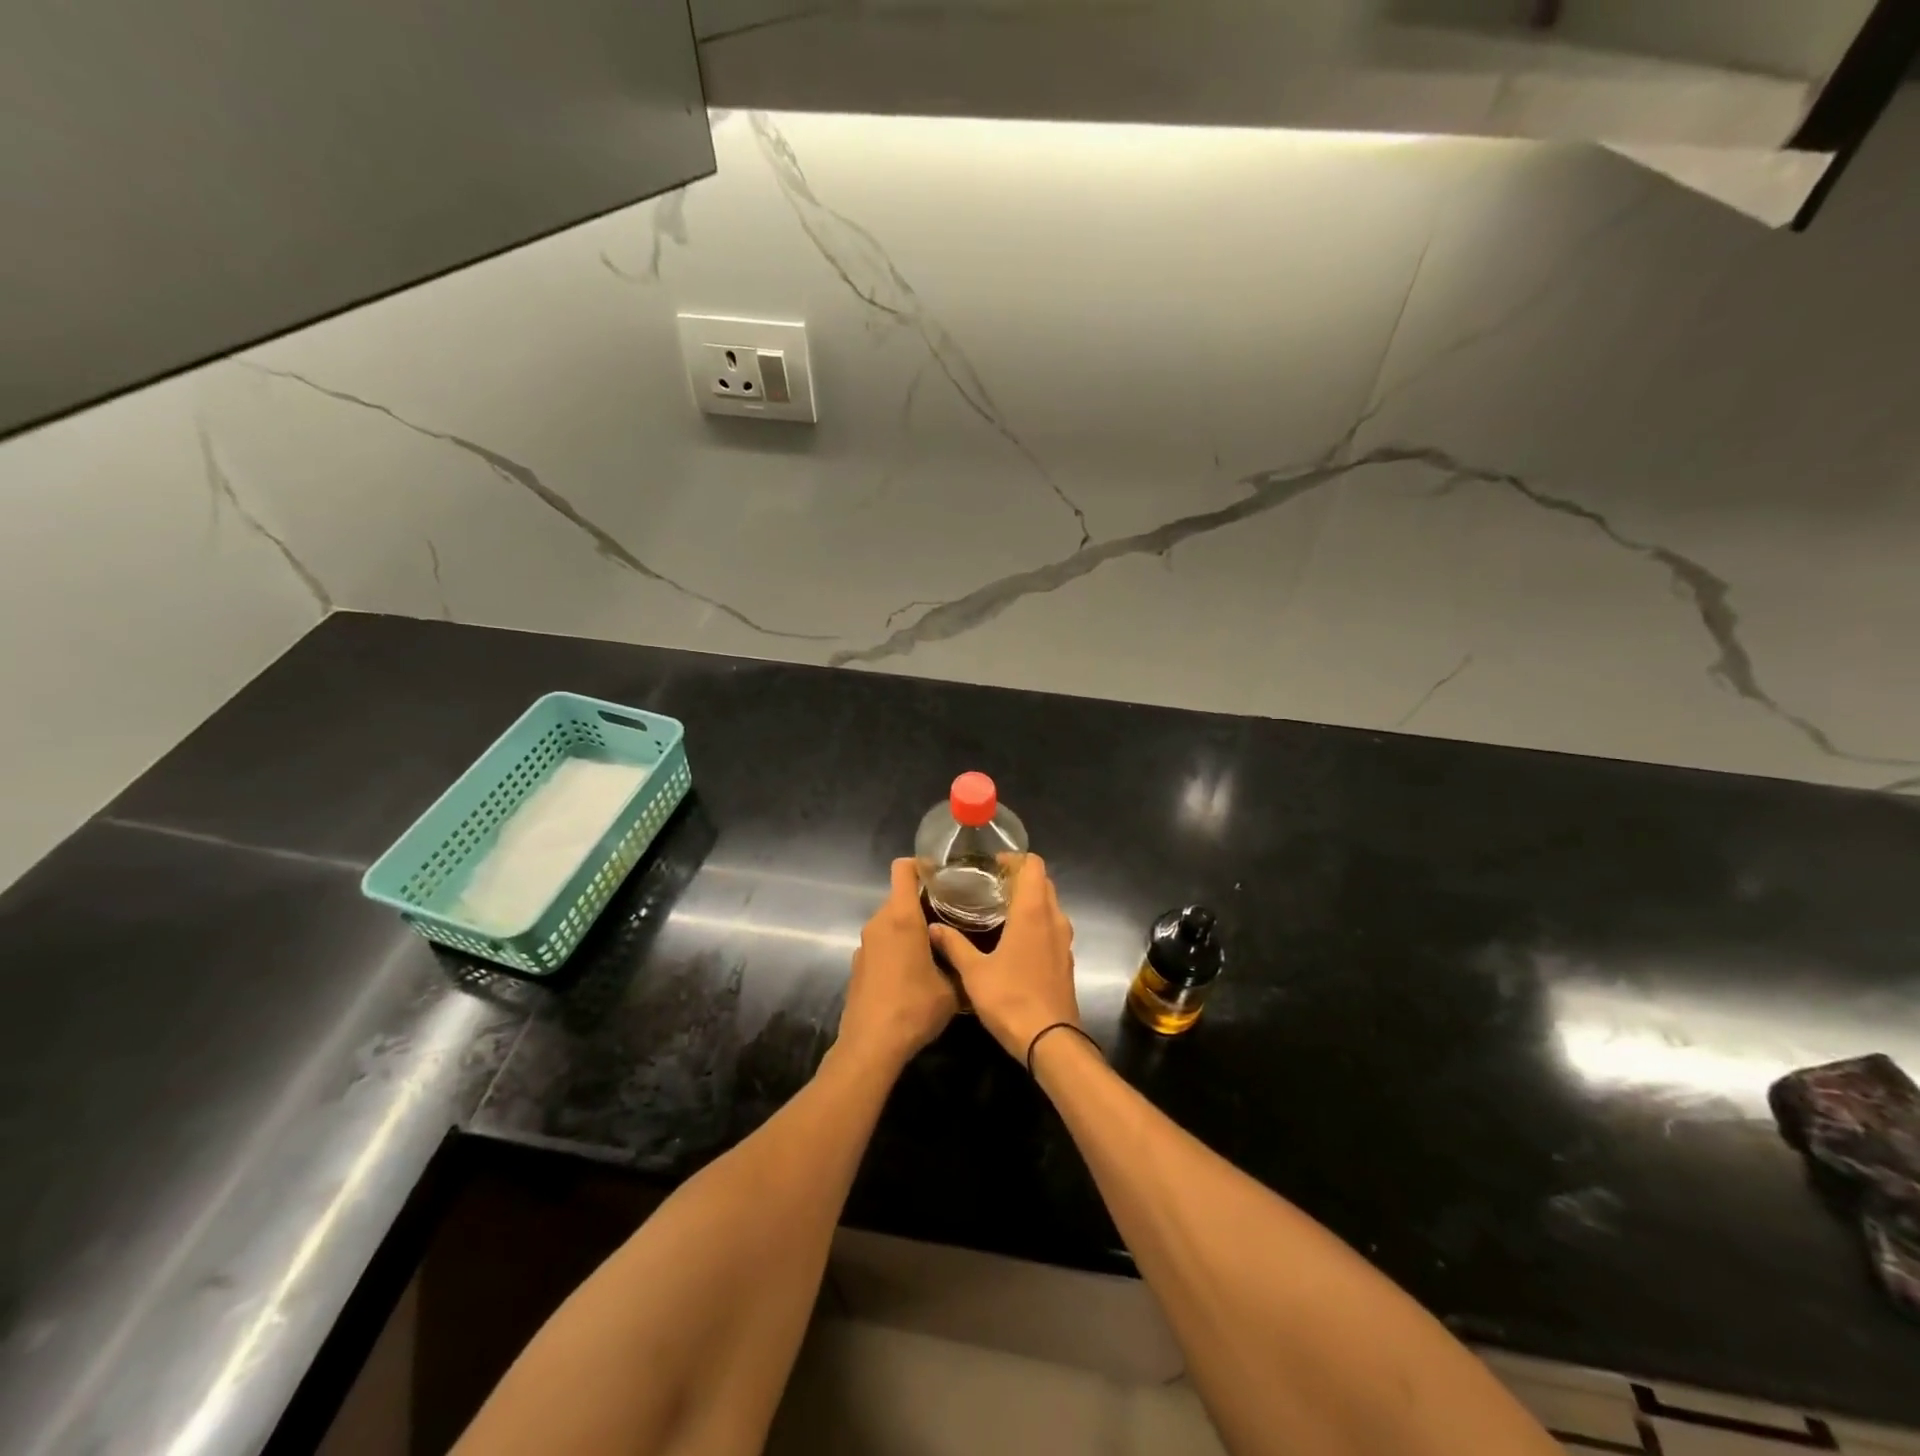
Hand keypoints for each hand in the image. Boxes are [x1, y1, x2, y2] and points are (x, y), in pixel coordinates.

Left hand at [836, 859, 958, 1068]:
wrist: (871, 1045)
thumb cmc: (914, 1008)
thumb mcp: (952, 989)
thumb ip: (960, 964)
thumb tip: (970, 960)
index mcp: (902, 918)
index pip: (903, 869)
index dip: (921, 865)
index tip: (943, 875)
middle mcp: (879, 923)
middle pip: (900, 896)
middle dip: (923, 902)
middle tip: (952, 915)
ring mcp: (865, 944)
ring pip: (890, 921)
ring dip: (910, 927)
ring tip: (936, 945)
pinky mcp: (858, 964)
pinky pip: (881, 942)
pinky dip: (896, 947)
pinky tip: (912, 972)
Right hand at [929, 855, 1077, 1062]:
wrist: (1050, 1039)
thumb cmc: (1010, 998)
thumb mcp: (973, 972)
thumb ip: (954, 945)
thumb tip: (933, 927)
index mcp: (1033, 912)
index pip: (1033, 866)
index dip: (1015, 859)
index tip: (993, 865)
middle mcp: (1053, 919)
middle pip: (1043, 883)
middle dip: (1021, 877)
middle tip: (991, 884)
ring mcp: (1064, 940)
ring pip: (1050, 905)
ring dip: (1031, 900)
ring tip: (1000, 907)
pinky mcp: (1066, 960)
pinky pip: (1053, 927)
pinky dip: (1037, 921)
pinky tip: (1015, 937)